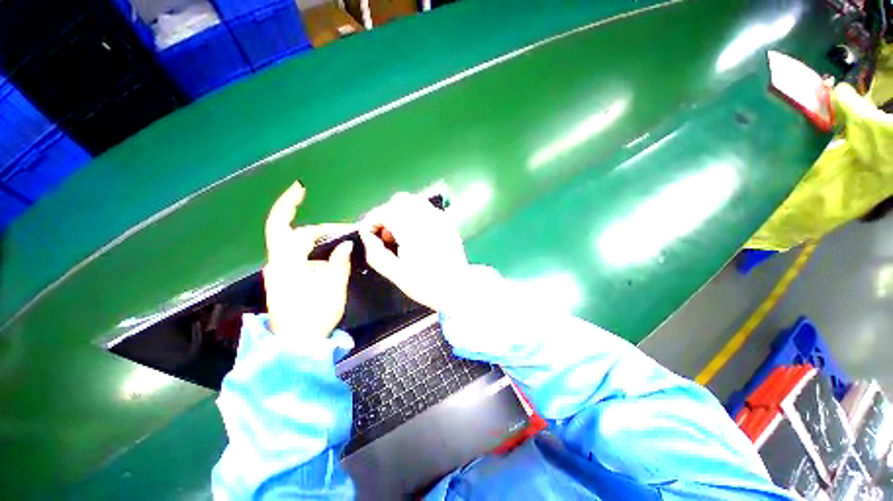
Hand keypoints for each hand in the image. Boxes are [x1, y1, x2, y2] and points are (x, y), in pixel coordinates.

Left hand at [263, 182, 352, 337]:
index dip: (290, 205)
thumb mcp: (334, 287)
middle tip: (341, 232)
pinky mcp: (282, 280)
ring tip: (339, 245)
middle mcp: (277, 264)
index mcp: (287, 263)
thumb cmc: (315, 315)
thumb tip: (345, 245)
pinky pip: (298, 258)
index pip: (289, 228)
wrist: (295, 344)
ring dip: (317, 242)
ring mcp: (278, 273)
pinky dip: (313, 253)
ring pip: (296, 247)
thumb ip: (339, 262)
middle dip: (317, 229)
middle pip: (293, 234)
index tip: (300, 188)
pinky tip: (328, 260)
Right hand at [359, 192, 468, 311]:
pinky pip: (426, 209)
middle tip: (387, 237)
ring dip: (401, 213)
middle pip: (399, 201)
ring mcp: (440, 218)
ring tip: (401, 236)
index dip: (371, 221)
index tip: (369, 236)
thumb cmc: (427, 284)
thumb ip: (376, 253)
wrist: (458, 288)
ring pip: (414, 202)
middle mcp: (427, 218)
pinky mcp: (447, 223)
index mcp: (412, 230)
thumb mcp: (396, 274)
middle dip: (386, 214)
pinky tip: (417, 234)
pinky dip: (415, 215)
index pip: (384, 211)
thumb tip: (367, 236)